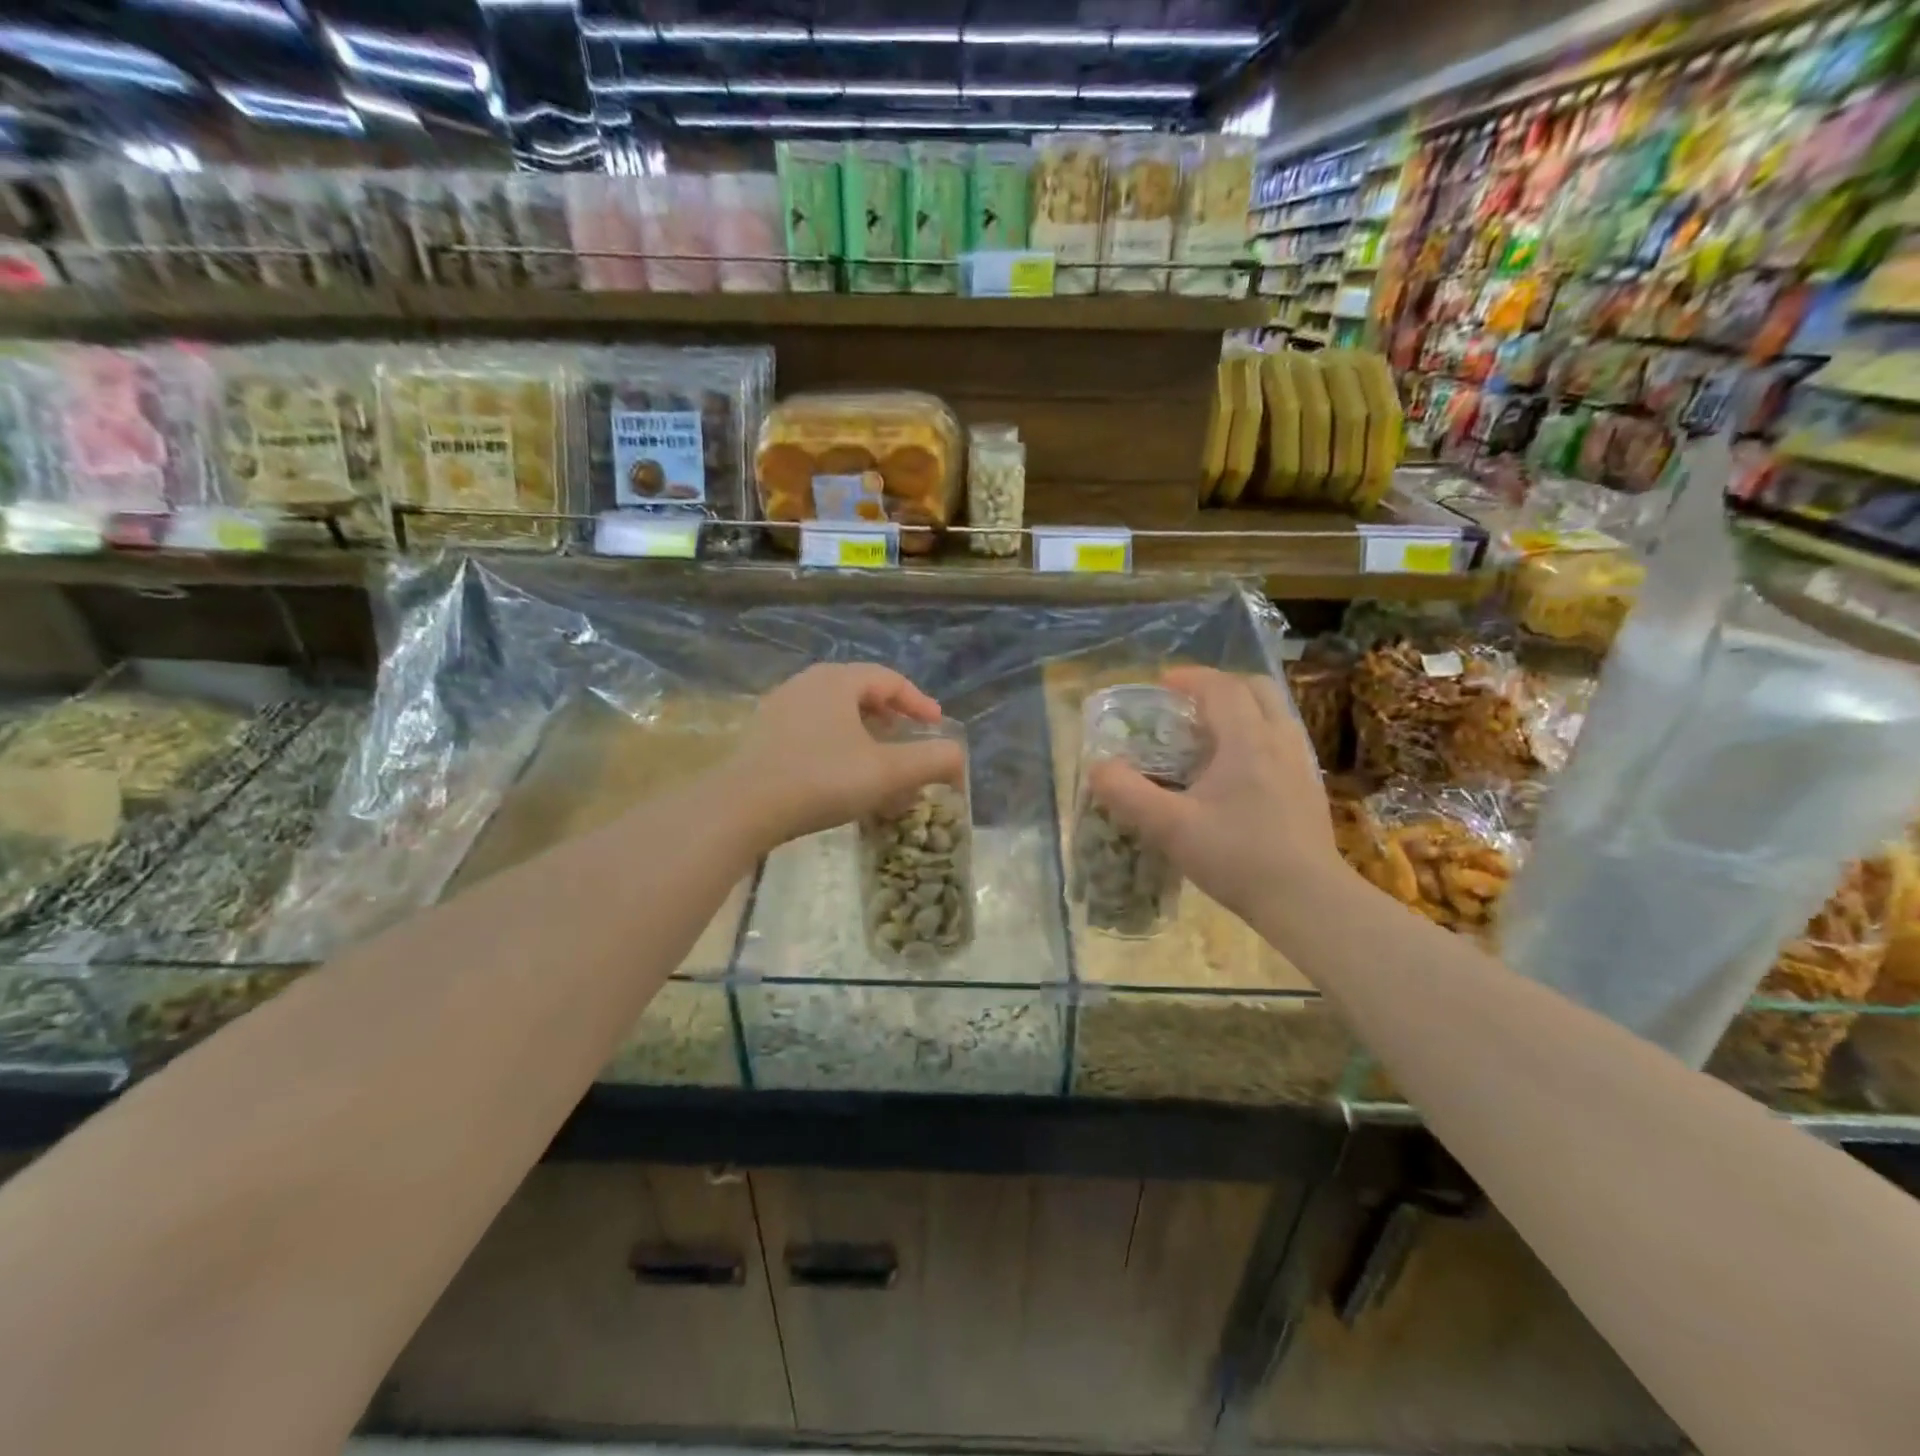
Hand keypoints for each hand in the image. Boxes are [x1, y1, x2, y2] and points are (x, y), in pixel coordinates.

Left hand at [731, 664, 964, 847]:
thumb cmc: (822, 779)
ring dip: (862, 733)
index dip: (918, 701)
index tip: (936, 725)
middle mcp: (806, 684)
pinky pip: (810, 730)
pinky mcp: (761, 736)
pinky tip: (839, 776)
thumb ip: (931, 760)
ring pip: (833, 713)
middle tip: (908, 740)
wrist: (743, 807)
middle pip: (859, 692)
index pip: (888, 679)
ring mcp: (778, 708)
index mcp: (837, 681)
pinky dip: (835, 745)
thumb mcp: (887, 771)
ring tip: (877, 761)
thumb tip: (958, 756)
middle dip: (890, 716)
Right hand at [1087, 666, 1348, 926]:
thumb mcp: (1170, 828)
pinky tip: (1239, 772)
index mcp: (1246, 740)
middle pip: (1256, 689)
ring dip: (1243, 710)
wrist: (1307, 900)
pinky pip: (1284, 741)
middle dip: (1221, 686)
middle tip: (1189, 705)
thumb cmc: (1237, 857)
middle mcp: (1280, 741)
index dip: (1190, 678)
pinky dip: (1258, 736)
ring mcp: (1301, 764)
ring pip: (1275, 713)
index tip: (1163, 684)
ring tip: (1212, 735)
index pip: (1221, 687)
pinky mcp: (1310, 789)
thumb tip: (1097, 768)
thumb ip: (1128, 794)